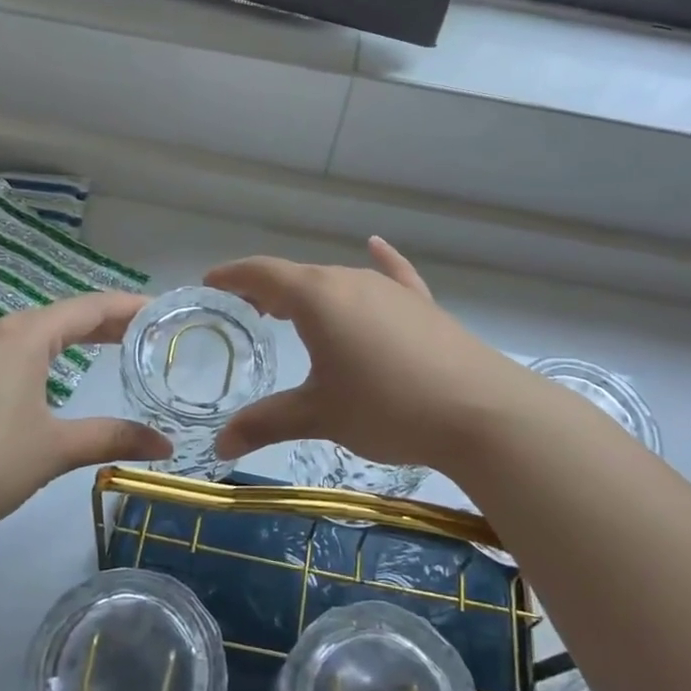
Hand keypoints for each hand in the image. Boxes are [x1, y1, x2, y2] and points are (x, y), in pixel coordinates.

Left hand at [0, 293, 171, 537]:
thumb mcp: (55, 449)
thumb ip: (111, 438)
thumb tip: (165, 445)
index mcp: (25, 337)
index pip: (89, 308)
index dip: (128, 308)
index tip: (162, 311)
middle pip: (61, 315)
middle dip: (103, 321)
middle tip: (142, 334)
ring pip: (28, 328)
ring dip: (64, 331)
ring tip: (94, 339)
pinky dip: (21, 339)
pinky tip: (5, 334)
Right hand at [207, 237, 520, 469]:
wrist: (480, 411)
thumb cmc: (386, 407)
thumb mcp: (319, 415)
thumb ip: (266, 423)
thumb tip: (220, 444)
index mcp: (317, 297)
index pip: (262, 273)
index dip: (232, 276)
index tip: (210, 284)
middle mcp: (350, 280)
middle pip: (298, 276)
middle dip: (267, 290)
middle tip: (246, 310)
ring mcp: (390, 290)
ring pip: (338, 281)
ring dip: (309, 291)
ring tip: (291, 309)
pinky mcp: (422, 305)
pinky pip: (391, 276)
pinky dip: (378, 264)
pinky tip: (376, 246)